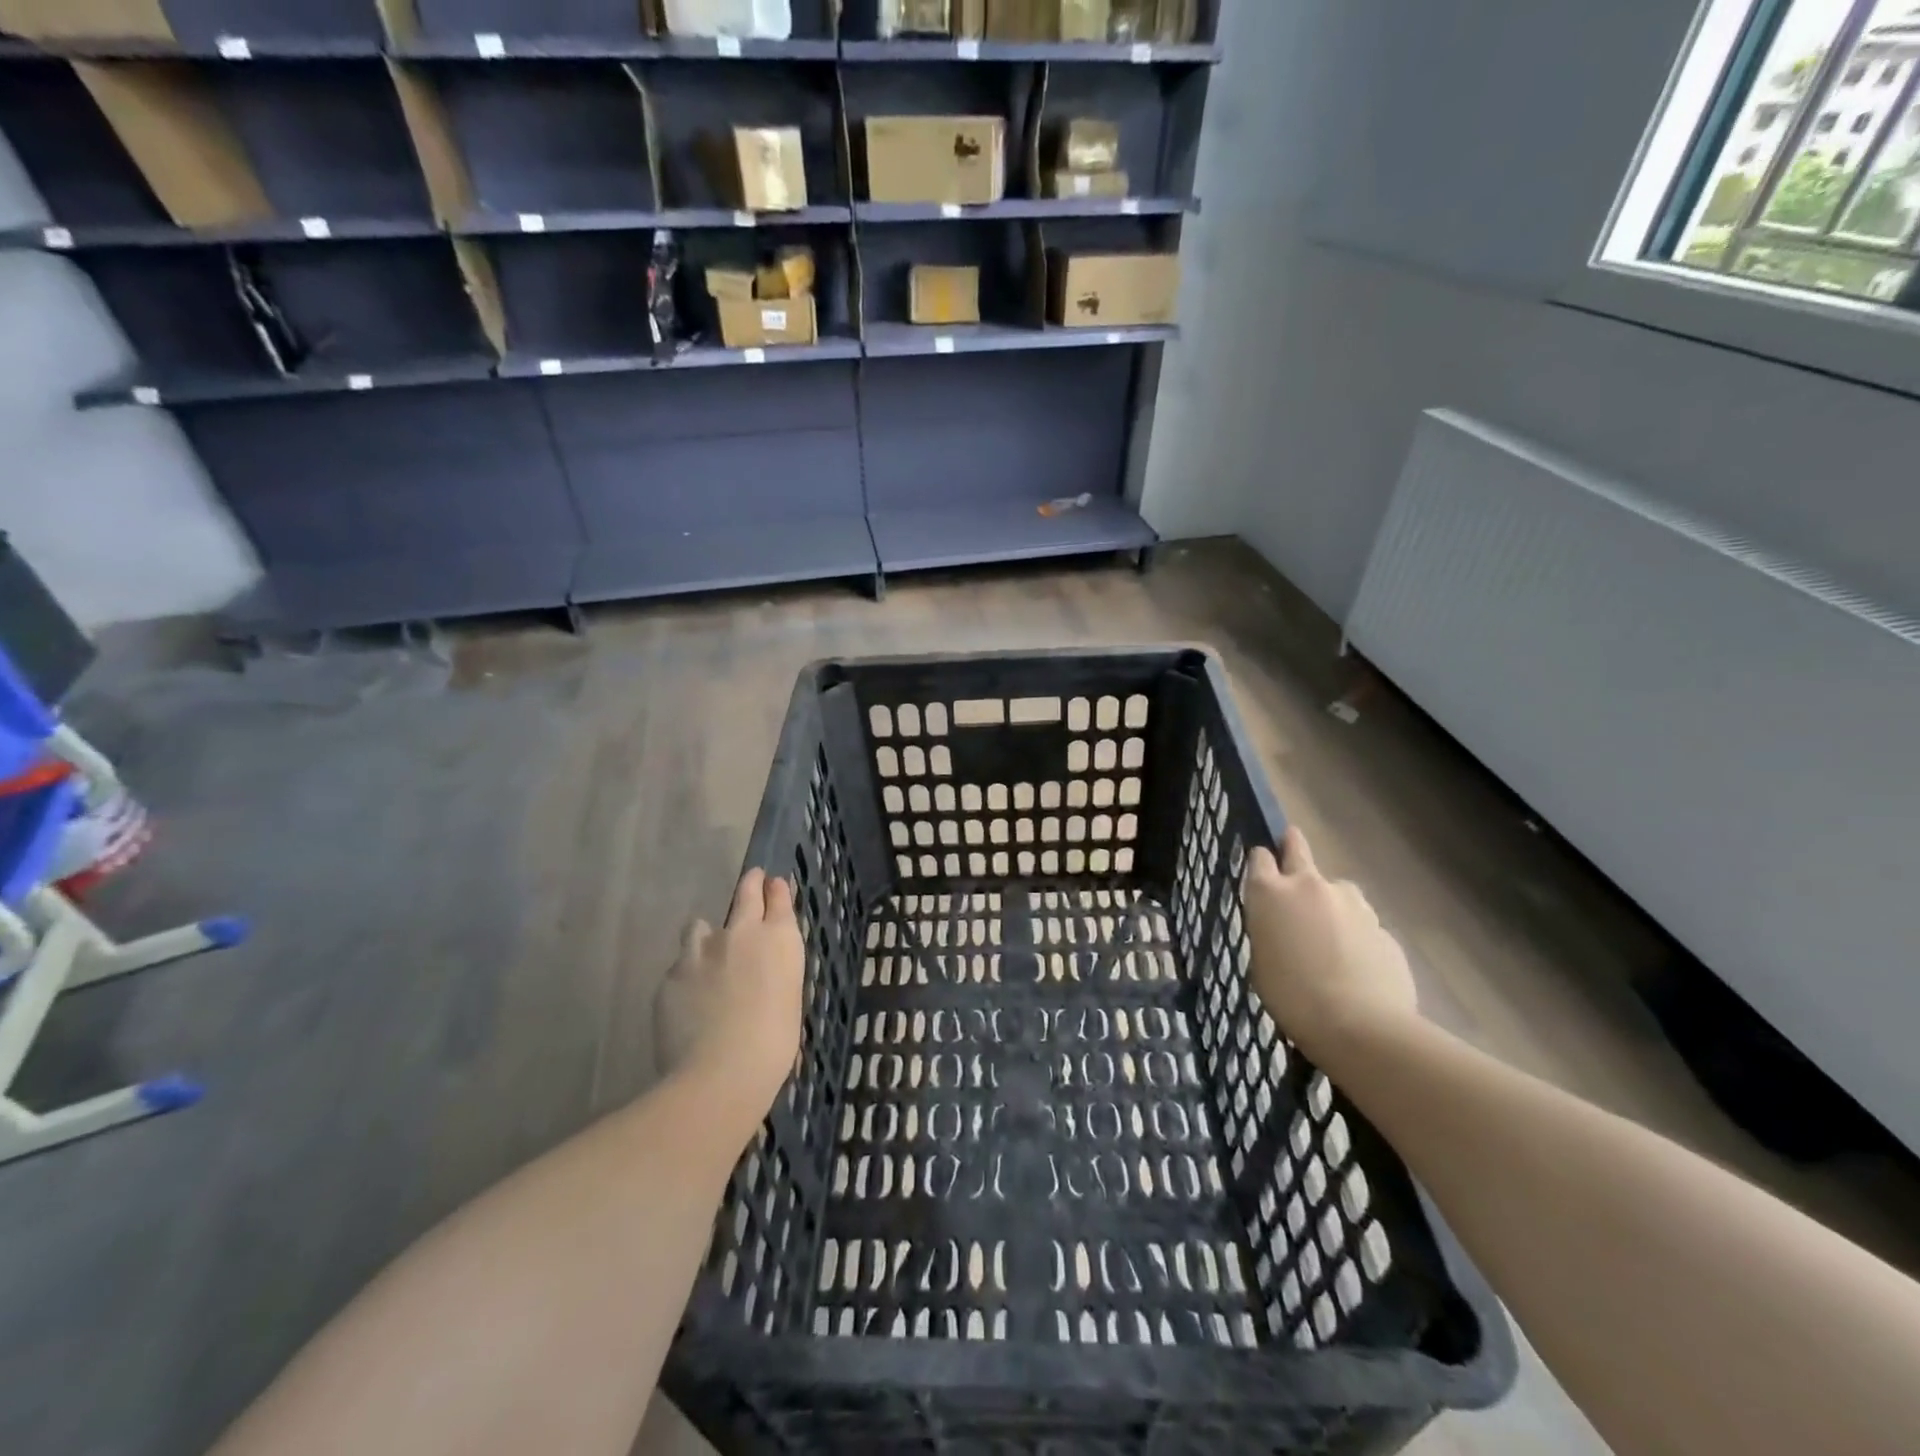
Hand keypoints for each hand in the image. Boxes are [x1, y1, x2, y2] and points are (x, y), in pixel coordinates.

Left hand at [655, 869, 805, 1133]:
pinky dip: (686, 976)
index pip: (779, 899)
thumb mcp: (789, 1003)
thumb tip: (763, 978)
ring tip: (707, 954)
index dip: (776, 890)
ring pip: (700, 926)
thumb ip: (775, 977)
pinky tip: (688, 1001)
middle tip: (751, 879)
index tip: (773, 883)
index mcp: (779, 940)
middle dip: (750, 885)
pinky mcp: (671, 974)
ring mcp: (702, 950)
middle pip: (745, 895)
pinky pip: (680, 966)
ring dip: (707, 935)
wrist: (721, 1072)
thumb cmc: (774, 1045)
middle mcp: (741, 933)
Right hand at [1244, 827, 1418, 1058]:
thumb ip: (1271, 931)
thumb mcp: (1261, 962)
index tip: (1261, 870)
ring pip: (1337, 889)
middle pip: (1298, 848)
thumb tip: (1285, 926)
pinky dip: (1356, 935)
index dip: (1260, 861)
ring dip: (1330, 902)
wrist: (1360, 1027)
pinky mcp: (1382, 927)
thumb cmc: (1291, 997)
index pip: (1259, 857)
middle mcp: (1310, 885)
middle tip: (1291, 849)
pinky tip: (1356, 966)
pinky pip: (1362, 923)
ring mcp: (1351, 903)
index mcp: (1270, 893)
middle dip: (1292, 845)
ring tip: (1330, 938)